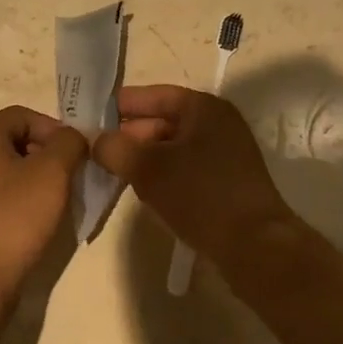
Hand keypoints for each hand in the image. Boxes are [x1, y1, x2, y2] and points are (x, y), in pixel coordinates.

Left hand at [0, 105, 88, 302]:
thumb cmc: (13, 219)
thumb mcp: (52, 173)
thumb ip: (68, 144)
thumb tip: (73, 137)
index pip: (23, 114)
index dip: (54, 127)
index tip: (77, 151)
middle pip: (15, 140)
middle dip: (48, 153)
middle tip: (72, 175)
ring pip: (9, 170)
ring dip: (38, 178)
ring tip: (59, 199)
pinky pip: (0, 196)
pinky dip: (22, 200)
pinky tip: (38, 221)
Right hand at [92, 85, 291, 252]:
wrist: (256, 248)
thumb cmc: (201, 196)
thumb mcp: (148, 168)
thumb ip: (115, 148)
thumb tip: (96, 141)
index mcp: (202, 107)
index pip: (151, 95)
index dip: (118, 107)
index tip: (87, 119)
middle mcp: (216, 123)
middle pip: (161, 121)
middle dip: (128, 136)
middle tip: (95, 153)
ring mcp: (224, 153)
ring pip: (170, 148)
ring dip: (143, 159)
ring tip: (114, 174)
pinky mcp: (226, 182)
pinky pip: (184, 169)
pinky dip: (162, 175)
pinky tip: (143, 192)